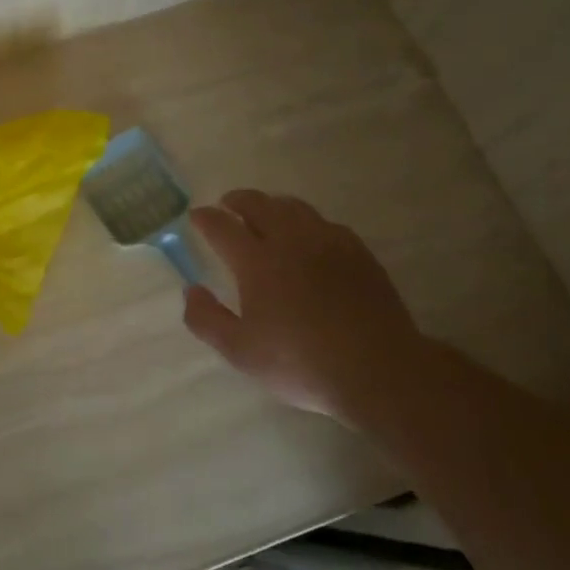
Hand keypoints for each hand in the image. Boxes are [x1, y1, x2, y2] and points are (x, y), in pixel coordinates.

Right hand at [183, 189, 426, 424]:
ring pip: (294, 208)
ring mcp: (328, 243)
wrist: (377, 370)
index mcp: (257, 262)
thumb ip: (207, 319)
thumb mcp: (240, 351)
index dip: (205, 218)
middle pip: (259, 205)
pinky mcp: (358, 253)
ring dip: (272, 204)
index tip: (196, 215)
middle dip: (238, 200)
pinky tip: (308, 235)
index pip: (223, 227)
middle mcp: (290, 241)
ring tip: (265, 212)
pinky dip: (306, 221)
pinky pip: (325, 223)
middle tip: (228, 204)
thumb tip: (191, 290)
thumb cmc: (300, 362)